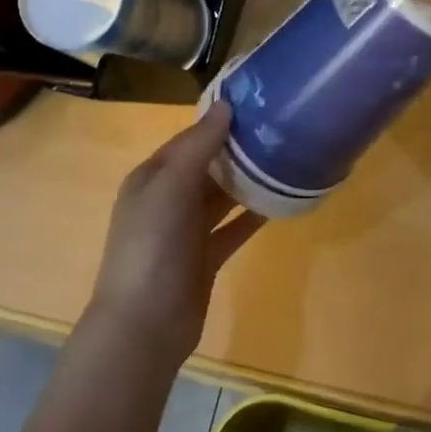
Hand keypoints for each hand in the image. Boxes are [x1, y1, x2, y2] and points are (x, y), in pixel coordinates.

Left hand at [88, 102, 264, 366]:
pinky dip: (252, 215)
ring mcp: (186, 231)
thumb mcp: (170, 188)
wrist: (145, 326)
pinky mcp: (205, 258)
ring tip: (285, 159)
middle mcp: (167, 200)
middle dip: (237, 150)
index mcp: (151, 179)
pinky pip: (233, 228)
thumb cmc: (153, 247)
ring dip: (247, 181)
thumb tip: (225, 105)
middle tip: (280, 130)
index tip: (257, 106)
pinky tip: (281, 202)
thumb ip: (198, 146)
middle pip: (207, 166)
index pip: (188, 140)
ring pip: (221, 196)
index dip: (218, 123)